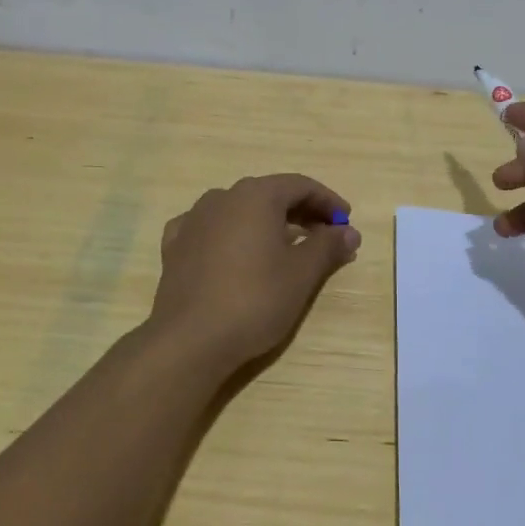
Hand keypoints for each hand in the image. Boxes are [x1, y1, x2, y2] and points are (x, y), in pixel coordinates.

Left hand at [146, 174, 361, 373]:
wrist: (189, 340)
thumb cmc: (254, 300)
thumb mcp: (302, 274)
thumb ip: (328, 246)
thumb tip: (349, 232)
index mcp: (256, 196)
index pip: (300, 186)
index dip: (328, 201)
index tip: (346, 222)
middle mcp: (222, 197)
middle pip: (270, 195)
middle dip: (301, 212)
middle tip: (325, 235)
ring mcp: (193, 220)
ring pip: (239, 211)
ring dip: (266, 223)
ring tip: (285, 247)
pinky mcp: (175, 246)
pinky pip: (210, 229)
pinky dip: (231, 235)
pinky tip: (235, 251)